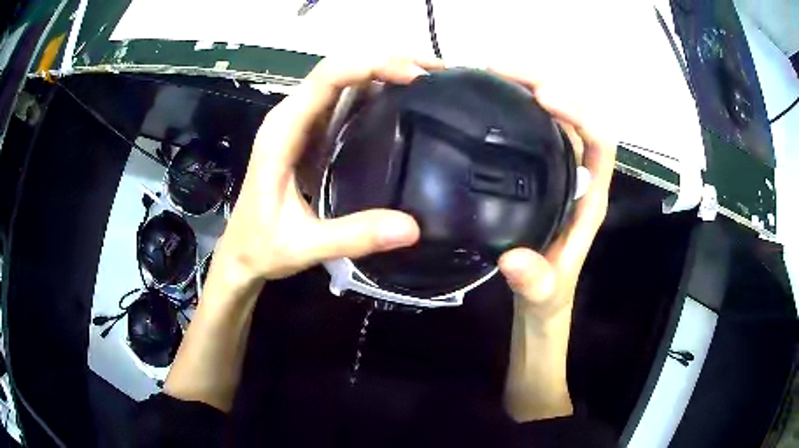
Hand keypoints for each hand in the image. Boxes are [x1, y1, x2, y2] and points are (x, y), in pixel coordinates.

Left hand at [212, 57, 444, 289]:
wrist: (240, 254)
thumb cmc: (261, 246)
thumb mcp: (304, 245)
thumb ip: (353, 236)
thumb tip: (412, 227)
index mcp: (282, 131)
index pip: (328, 77)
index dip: (373, 66)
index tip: (417, 77)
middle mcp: (290, 117)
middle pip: (340, 69)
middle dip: (387, 61)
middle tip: (434, 71)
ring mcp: (300, 124)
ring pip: (344, 80)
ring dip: (384, 72)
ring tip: (427, 81)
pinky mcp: (310, 135)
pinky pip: (344, 101)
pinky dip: (375, 93)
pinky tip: (402, 102)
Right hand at [496, 71, 616, 324]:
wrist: (539, 301)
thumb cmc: (548, 296)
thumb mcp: (541, 293)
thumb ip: (533, 280)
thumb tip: (513, 259)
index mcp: (590, 198)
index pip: (600, 142)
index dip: (579, 112)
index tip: (542, 95)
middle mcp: (579, 176)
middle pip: (576, 116)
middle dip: (546, 85)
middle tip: (500, 69)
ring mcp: (558, 172)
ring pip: (554, 117)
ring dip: (527, 89)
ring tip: (490, 74)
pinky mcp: (538, 173)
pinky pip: (533, 129)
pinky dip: (515, 106)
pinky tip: (488, 101)